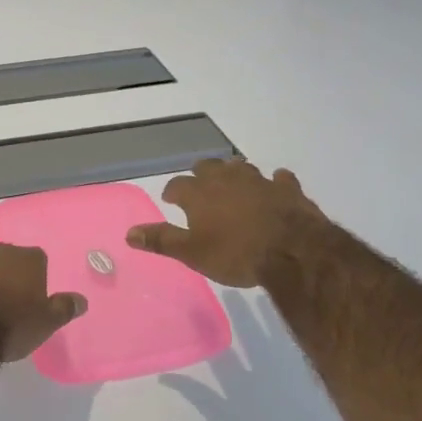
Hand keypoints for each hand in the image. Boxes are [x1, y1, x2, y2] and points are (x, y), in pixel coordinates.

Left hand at [0, 243, 86, 364]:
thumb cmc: (11, 325)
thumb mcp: (46, 323)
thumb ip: (64, 308)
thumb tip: (82, 300)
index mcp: (27, 259)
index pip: (38, 261)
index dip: (36, 280)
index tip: (32, 300)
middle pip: (7, 261)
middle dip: (7, 278)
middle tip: (7, 307)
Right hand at [127, 158, 325, 288]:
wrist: (292, 251)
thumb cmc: (235, 254)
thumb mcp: (193, 253)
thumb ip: (162, 240)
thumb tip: (129, 233)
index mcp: (199, 193)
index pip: (177, 185)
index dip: (172, 191)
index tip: (171, 199)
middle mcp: (226, 179)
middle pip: (207, 166)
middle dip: (201, 174)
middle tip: (200, 186)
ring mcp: (258, 180)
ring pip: (240, 167)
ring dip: (234, 172)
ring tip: (232, 183)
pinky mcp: (287, 188)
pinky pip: (278, 178)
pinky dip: (274, 182)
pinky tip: (275, 187)